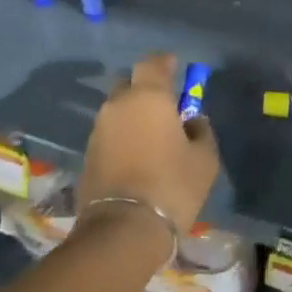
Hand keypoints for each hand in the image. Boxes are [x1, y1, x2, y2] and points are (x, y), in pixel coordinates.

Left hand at [78, 54, 219, 235]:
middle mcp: (118, 105)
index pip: (153, 62)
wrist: (123, 228)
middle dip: (146, 90)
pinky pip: (109, 135)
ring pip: (117, 111)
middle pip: (130, 84)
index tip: (176, 68)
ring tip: (151, 138)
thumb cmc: (172, 185)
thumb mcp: (204, 159)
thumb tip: (193, 122)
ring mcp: (98, 130)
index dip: (165, 63)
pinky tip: (136, 157)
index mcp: (148, 97)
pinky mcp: (87, 155)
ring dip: (133, 116)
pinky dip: (122, 138)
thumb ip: (201, 132)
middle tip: (165, 108)